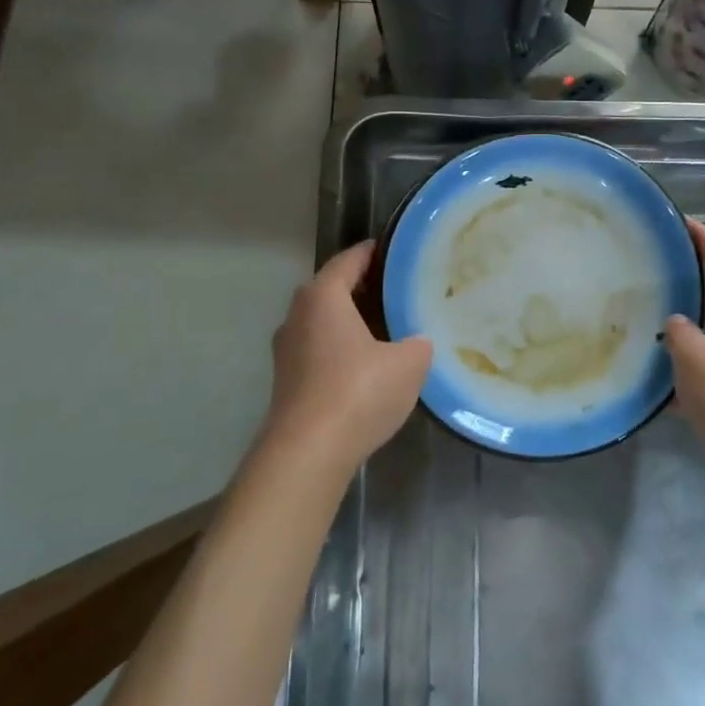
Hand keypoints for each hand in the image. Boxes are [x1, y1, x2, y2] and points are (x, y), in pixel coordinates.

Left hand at [263, 241, 432, 477]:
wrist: (307, 454)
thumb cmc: (358, 391)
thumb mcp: (408, 362)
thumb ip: (418, 343)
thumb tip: (417, 341)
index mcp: (323, 297)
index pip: (349, 260)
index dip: (372, 253)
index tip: (394, 251)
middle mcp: (297, 315)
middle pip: (331, 289)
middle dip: (361, 287)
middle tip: (396, 289)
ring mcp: (287, 351)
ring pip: (322, 322)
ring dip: (349, 321)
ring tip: (385, 327)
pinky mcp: (286, 382)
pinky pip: (318, 350)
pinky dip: (340, 349)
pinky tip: (365, 366)